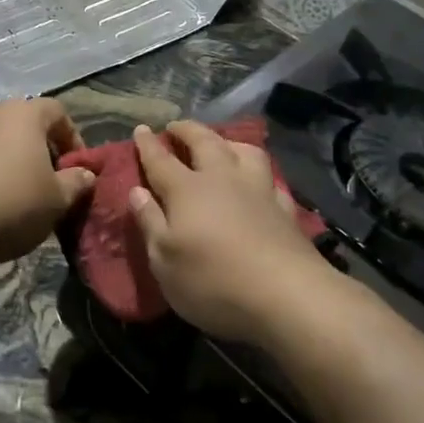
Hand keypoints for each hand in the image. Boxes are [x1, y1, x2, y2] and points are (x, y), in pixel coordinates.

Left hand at [0, 98, 95, 265]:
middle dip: (44, 152)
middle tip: (53, 184)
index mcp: (25, 114)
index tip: (77, 169)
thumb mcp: (57, 199)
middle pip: (27, 125)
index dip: (73, 138)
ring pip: (2, 142)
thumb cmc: (12, 202)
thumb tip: (85, 174)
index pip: (57, 112)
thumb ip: (76, 183)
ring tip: (24, 198)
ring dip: (17, 164)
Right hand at [129, 121, 337, 344]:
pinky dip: (261, 176)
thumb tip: (137, 191)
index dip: (148, 144)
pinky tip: (260, 184)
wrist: (286, 295)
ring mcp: (258, 191)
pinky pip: (271, 180)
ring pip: (244, 151)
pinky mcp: (286, 209)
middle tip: (176, 127)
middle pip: (204, 142)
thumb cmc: (213, 280)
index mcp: (187, 190)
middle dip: (187, 130)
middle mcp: (223, 179)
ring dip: (229, 142)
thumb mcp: (164, 260)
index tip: (141, 129)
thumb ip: (149, 222)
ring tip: (221, 145)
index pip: (161, 160)